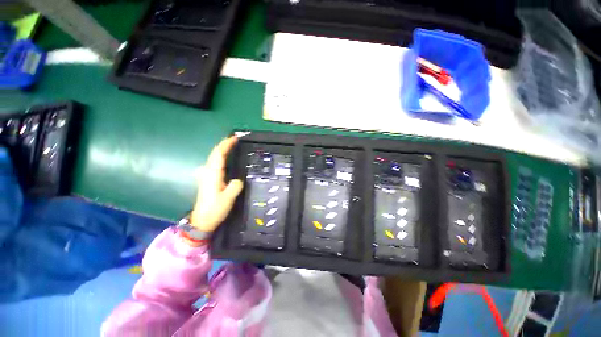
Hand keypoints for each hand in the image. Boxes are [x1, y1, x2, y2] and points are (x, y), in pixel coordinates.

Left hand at [191, 136, 243, 232]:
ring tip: (231, 147)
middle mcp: (208, 173)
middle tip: (235, 140)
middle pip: (214, 154)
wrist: (202, 221)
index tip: (234, 138)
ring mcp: (206, 176)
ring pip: (213, 159)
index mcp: (213, 175)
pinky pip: (214, 164)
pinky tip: (224, 160)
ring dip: (221, 150)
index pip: (218, 155)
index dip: (226, 145)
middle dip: (224, 145)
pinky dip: (220, 158)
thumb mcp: (228, 199)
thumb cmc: (214, 209)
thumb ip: (234, 186)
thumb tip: (238, 180)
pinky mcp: (208, 180)